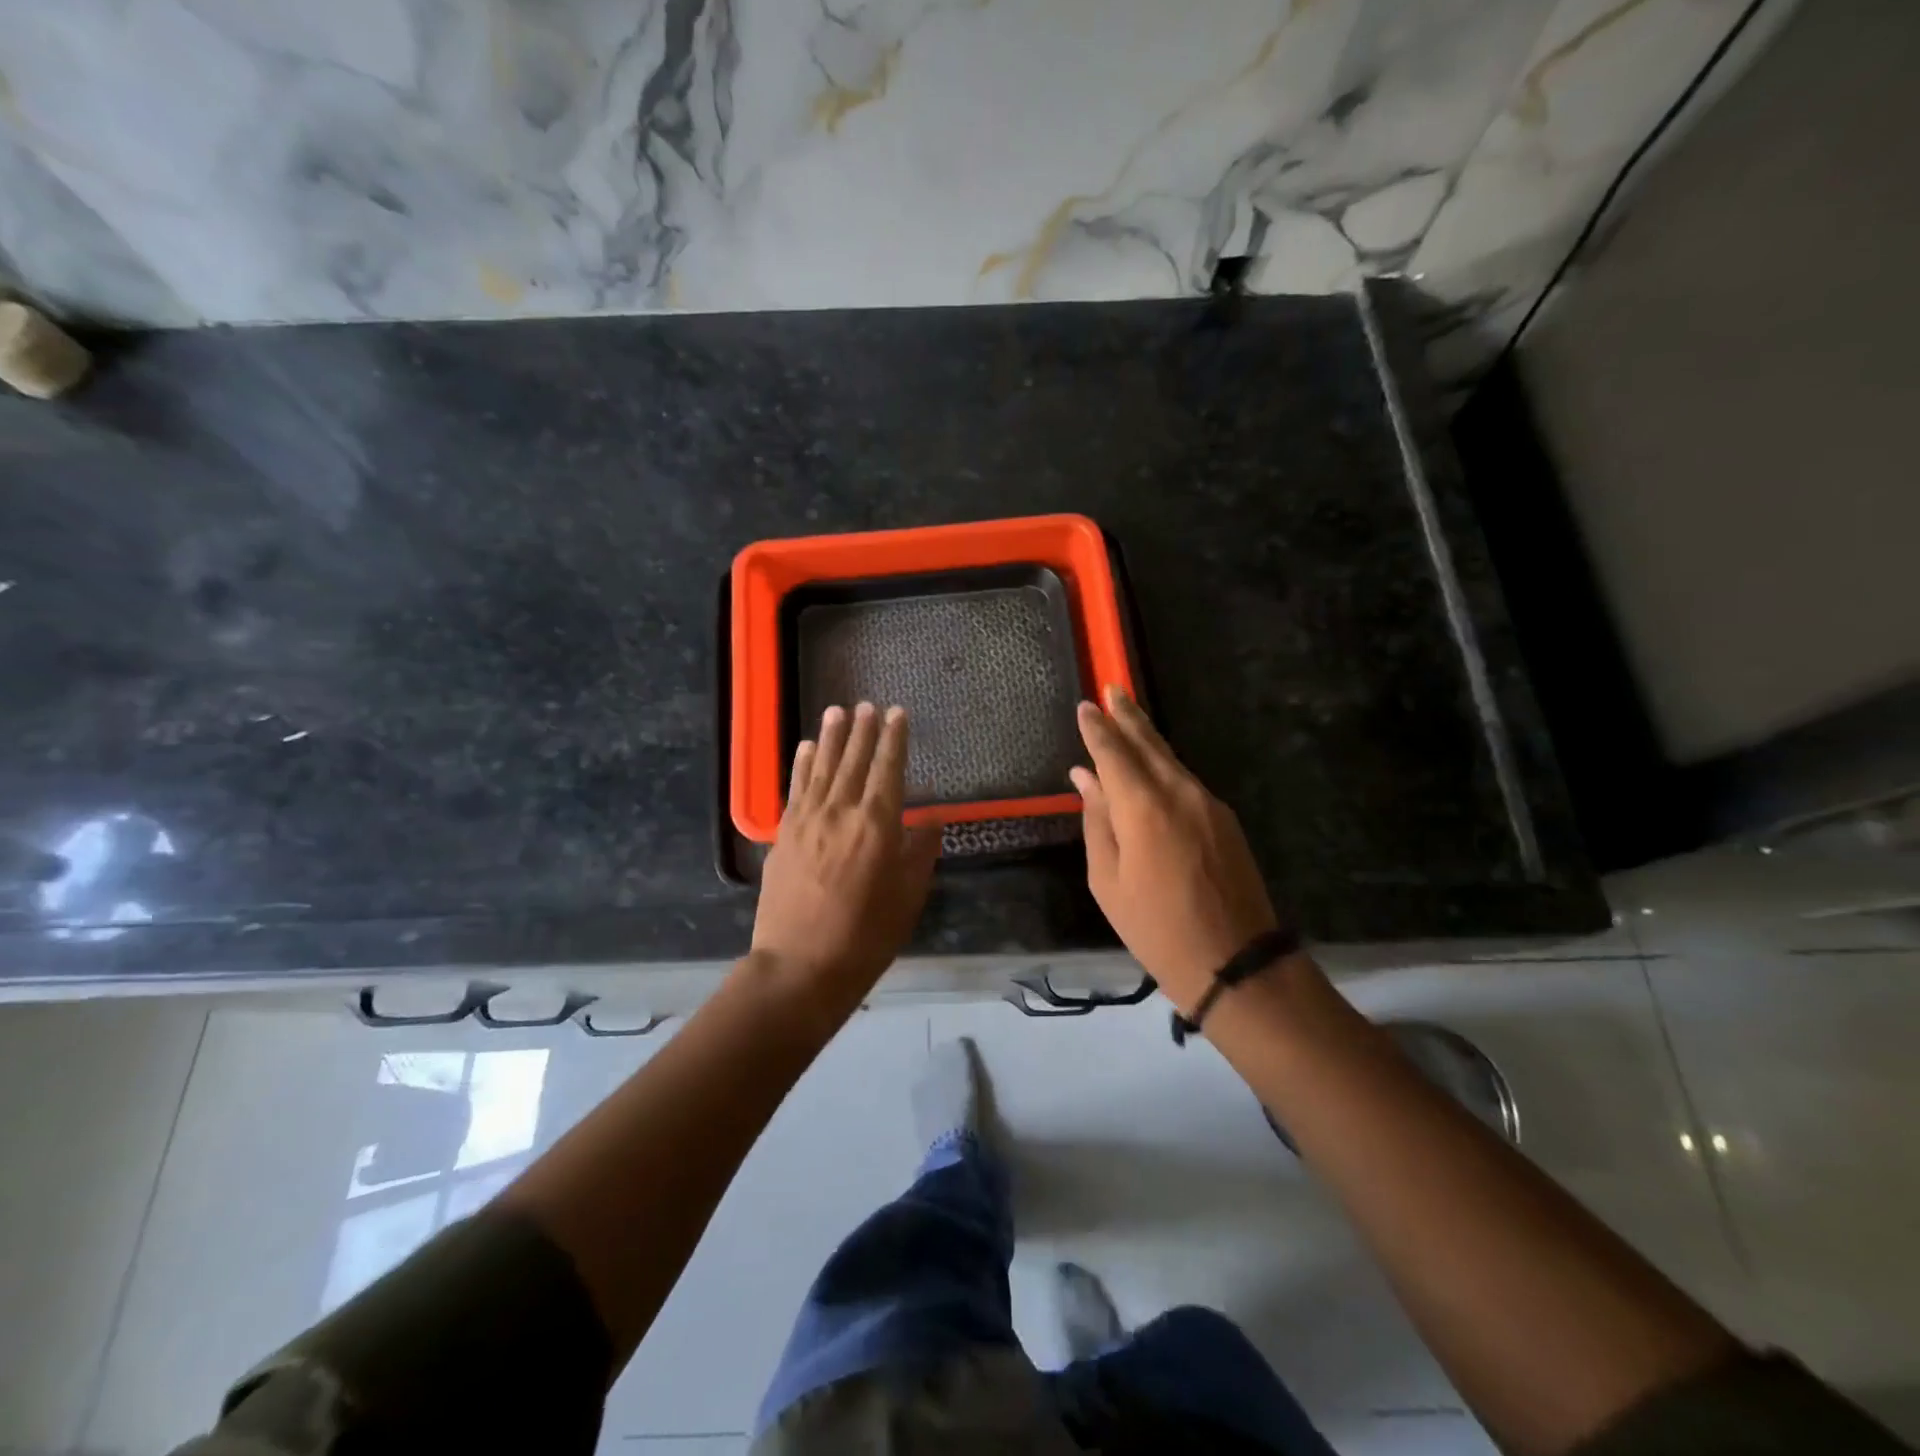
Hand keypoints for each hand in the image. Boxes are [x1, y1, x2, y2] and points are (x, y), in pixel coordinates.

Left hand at [752, 703, 941, 1008]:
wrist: (801, 966)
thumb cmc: (866, 936)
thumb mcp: (908, 897)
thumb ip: (920, 852)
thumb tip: (930, 819)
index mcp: (877, 824)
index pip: (888, 769)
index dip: (894, 740)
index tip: (897, 714)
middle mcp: (841, 811)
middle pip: (853, 761)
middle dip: (862, 731)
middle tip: (867, 705)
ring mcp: (807, 820)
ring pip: (821, 768)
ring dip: (830, 738)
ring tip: (837, 711)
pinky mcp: (784, 834)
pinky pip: (795, 789)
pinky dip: (800, 765)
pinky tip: (803, 748)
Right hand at [1071, 686, 1281, 1015]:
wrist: (1236, 961)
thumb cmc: (1156, 928)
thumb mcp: (1108, 880)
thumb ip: (1098, 821)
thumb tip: (1085, 777)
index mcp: (1144, 807)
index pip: (1114, 753)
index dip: (1098, 729)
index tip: (1085, 705)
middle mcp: (1179, 793)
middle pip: (1149, 744)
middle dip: (1128, 715)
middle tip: (1112, 688)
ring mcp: (1208, 804)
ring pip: (1170, 759)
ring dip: (1147, 737)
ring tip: (1127, 717)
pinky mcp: (1225, 819)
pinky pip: (1185, 780)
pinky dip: (1164, 764)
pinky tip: (1152, 764)